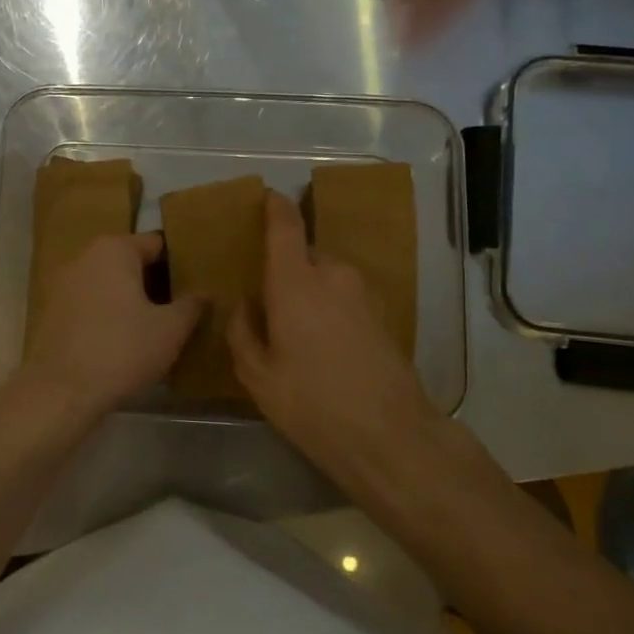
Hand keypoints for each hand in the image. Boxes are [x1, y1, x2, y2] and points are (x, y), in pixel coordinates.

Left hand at [21, 233, 203, 415]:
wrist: (60, 392)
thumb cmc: (122, 350)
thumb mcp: (170, 330)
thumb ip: (190, 306)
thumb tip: (204, 294)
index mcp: (114, 249)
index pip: (155, 243)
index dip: (177, 264)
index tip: (191, 286)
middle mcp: (84, 257)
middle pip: (128, 262)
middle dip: (150, 282)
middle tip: (174, 309)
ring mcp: (61, 284)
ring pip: (106, 284)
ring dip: (126, 300)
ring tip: (149, 328)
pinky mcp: (49, 312)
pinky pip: (87, 305)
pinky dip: (103, 315)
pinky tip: (117, 342)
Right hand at [227, 191, 442, 480]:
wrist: (390, 435)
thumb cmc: (312, 404)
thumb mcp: (258, 376)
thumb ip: (243, 332)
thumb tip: (244, 306)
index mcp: (295, 281)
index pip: (284, 225)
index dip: (274, 206)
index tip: (266, 197)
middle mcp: (332, 274)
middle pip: (305, 252)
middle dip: (287, 266)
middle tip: (270, 297)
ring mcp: (364, 292)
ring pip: (328, 274)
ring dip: (312, 289)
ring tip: (298, 329)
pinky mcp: (384, 313)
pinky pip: (347, 294)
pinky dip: (332, 305)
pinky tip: (326, 343)